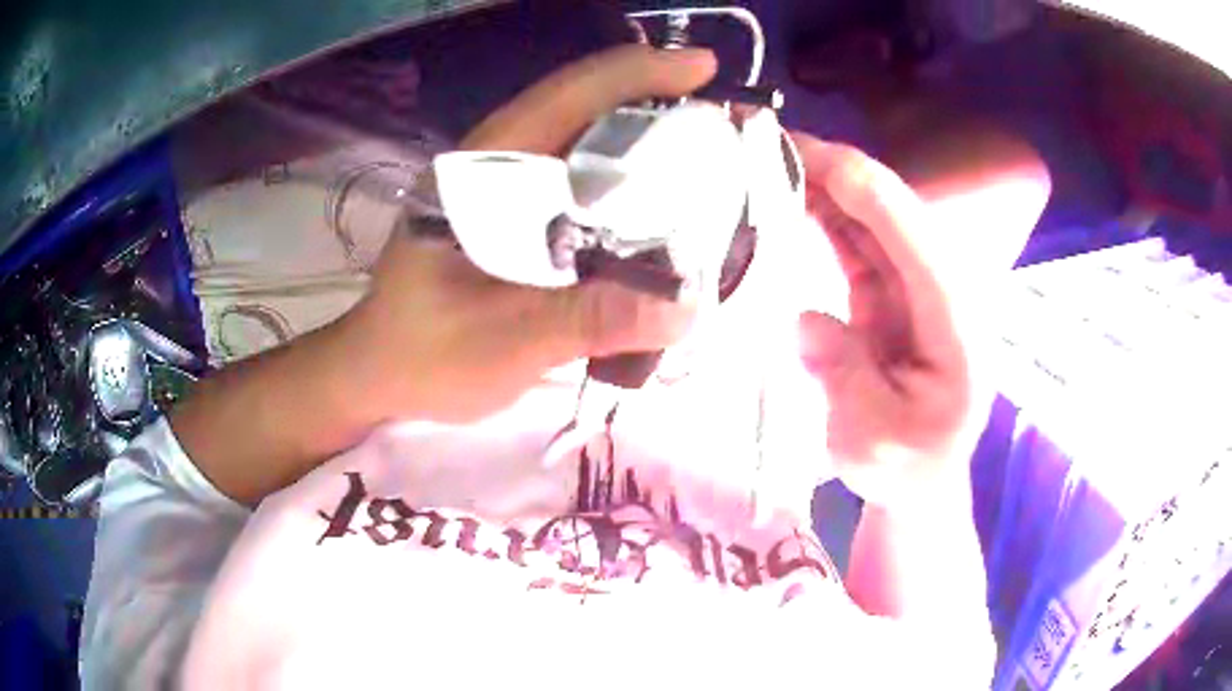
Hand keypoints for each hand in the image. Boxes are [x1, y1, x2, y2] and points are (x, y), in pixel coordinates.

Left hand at [339, 45, 717, 423]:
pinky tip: (665, 201)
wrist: (381, 372)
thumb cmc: (424, 354)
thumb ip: (584, 321)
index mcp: (482, 169)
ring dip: (648, 137)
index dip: (639, 73)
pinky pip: (583, 180)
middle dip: (658, 100)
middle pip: (587, 106)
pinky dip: (628, 180)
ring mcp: (506, 186)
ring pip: (588, 140)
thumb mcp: (500, 344)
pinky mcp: (516, 214)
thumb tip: (686, 308)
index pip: (568, 95)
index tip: (704, 68)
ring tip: (709, 151)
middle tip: (724, 121)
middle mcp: (497, 162)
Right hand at [793, 136, 990, 508]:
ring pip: (866, 213)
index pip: (904, 223)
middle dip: (826, 164)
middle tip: (754, 136)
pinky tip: (784, 194)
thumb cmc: (908, 468)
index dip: (849, 179)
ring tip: (758, 154)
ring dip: (818, 180)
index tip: (788, 147)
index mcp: (952, 314)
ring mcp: (913, 283)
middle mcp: (938, 282)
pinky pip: (854, 238)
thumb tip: (807, 318)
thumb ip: (848, 379)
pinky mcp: (888, 289)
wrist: (922, 479)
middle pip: (885, 203)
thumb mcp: (876, 443)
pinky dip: (820, 213)